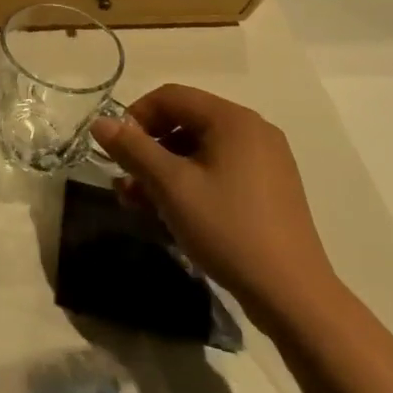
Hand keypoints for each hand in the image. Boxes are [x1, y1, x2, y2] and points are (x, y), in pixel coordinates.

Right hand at [90, 84, 340, 323]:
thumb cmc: (227, 229)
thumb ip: (132, 149)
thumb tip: (99, 123)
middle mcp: (252, 131)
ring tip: (136, 202)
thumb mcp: (171, 186)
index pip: (171, 97)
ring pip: (199, 151)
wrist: (293, 296)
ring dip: (163, 170)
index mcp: (233, 120)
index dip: (136, 116)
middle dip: (147, 148)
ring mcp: (265, 162)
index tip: (117, 149)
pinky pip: (218, 171)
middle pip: (185, 122)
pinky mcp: (268, 190)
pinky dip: (189, 183)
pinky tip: (168, 212)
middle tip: (124, 178)